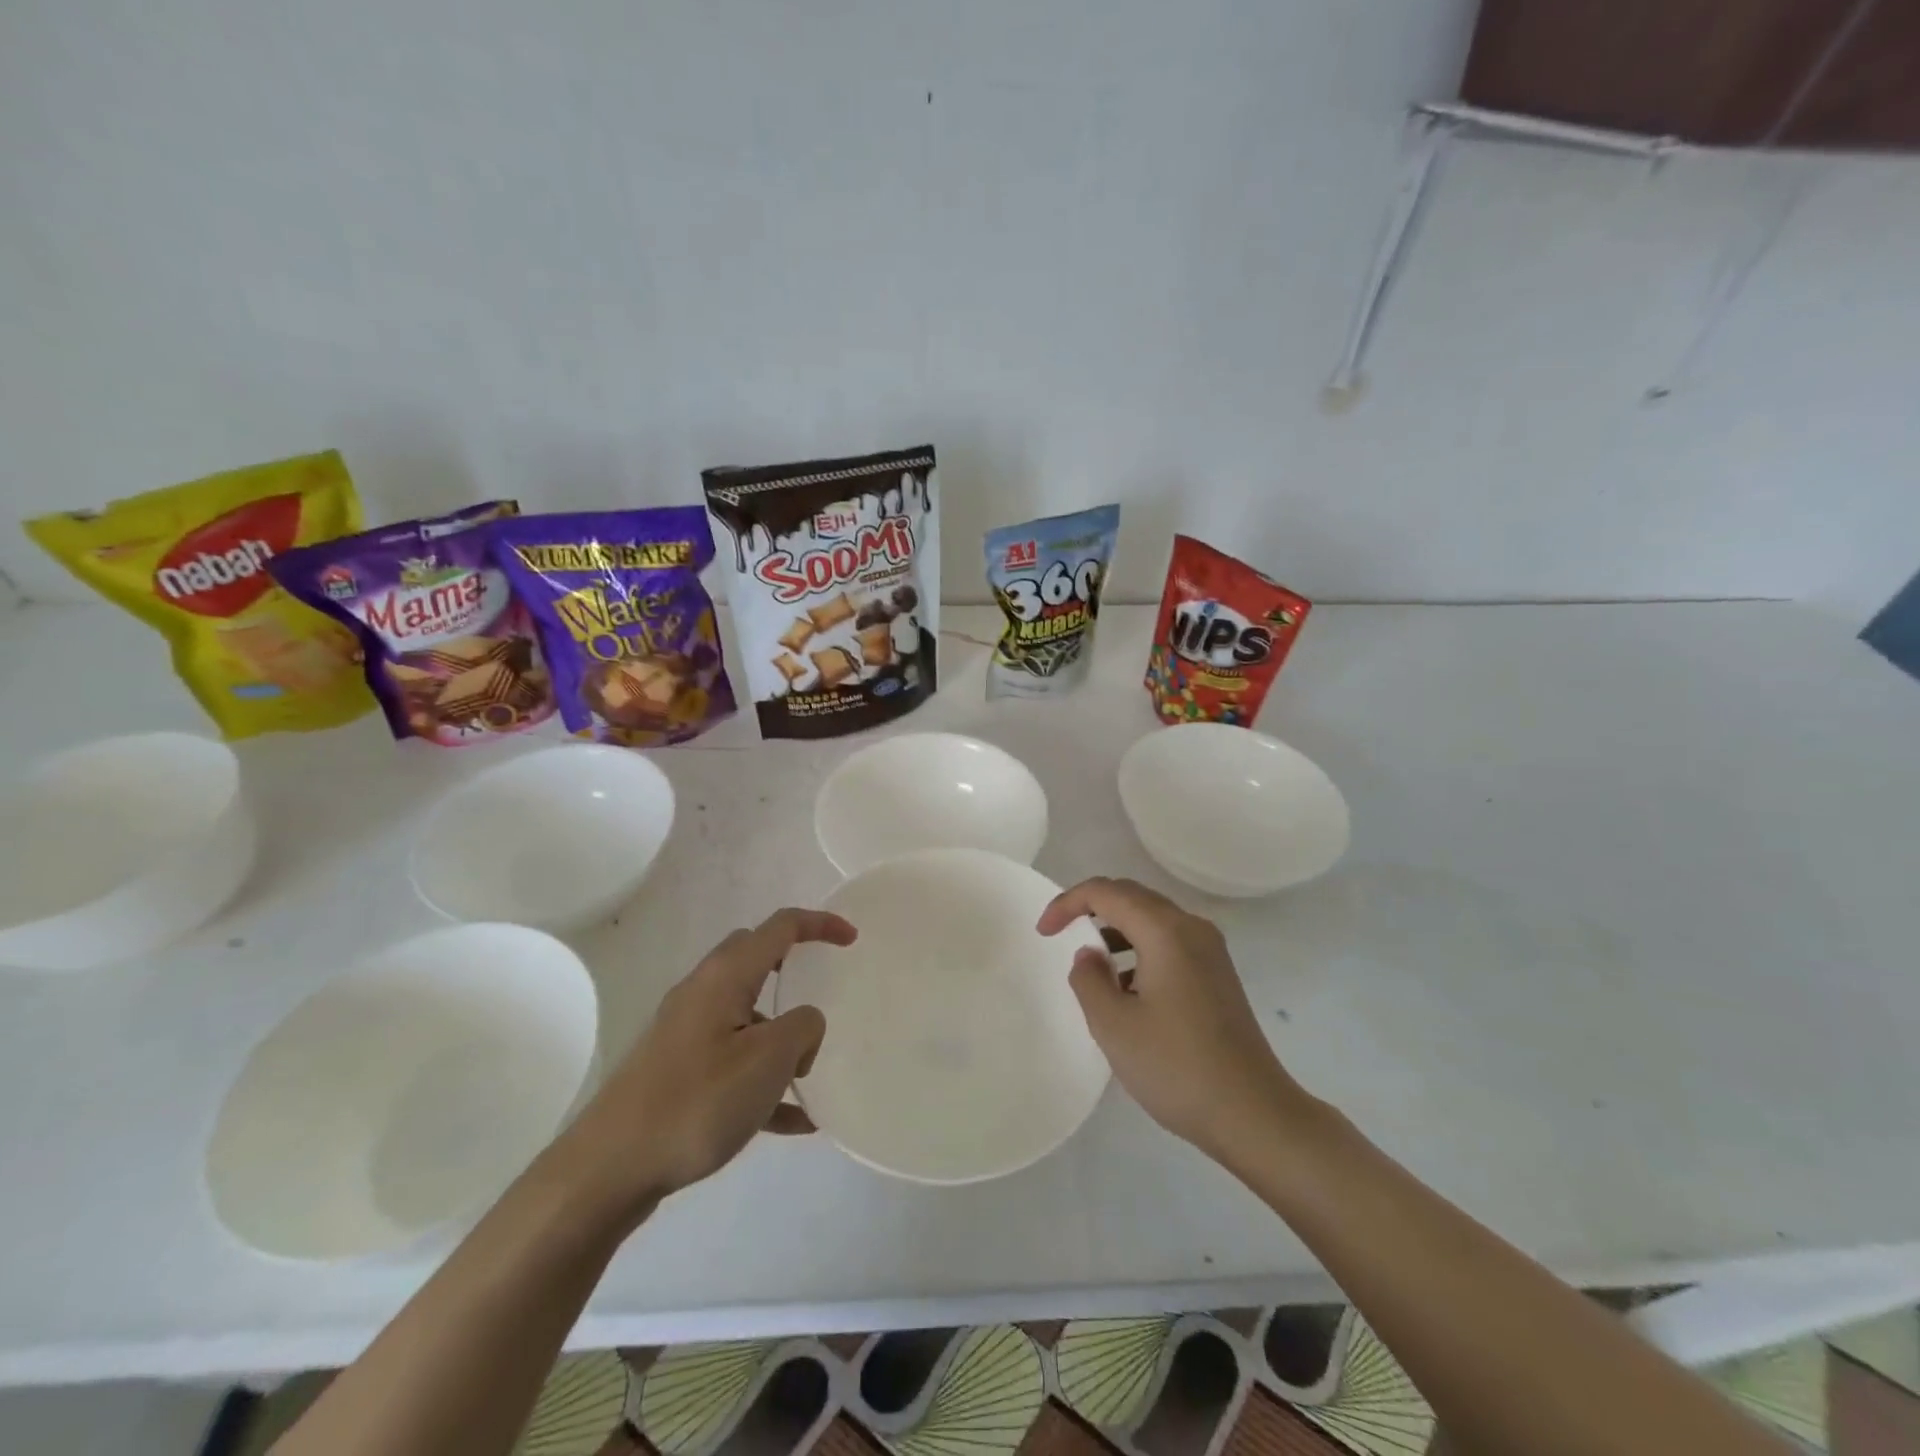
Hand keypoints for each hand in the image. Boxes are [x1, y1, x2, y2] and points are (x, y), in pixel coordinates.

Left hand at [559, 908, 855, 1218]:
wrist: (607, 1170)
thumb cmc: (696, 1102)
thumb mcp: (768, 1060)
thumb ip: (803, 1028)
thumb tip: (803, 1024)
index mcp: (725, 976)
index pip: (780, 927)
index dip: (820, 925)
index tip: (852, 940)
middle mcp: (703, 993)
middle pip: (756, 958)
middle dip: (794, 967)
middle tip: (823, 989)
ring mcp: (686, 1033)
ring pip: (746, 1014)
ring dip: (781, 1035)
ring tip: (810, 1077)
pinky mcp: (677, 1071)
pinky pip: (733, 1061)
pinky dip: (764, 1078)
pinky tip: (792, 1123)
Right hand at [1038, 877, 1309, 1164]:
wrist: (1254, 1114)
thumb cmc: (1177, 1067)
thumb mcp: (1114, 1026)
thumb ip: (1089, 980)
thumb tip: (1090, 955)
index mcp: (1165, 931)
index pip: (1107, 892)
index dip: (1068, 903)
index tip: (1044, 932)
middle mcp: (1191, 928)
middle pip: (1132, 896)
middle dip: (1091, 908)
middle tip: (1060, 933)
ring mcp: (1211, 951)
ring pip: (1152, 919)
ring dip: (1116, 930)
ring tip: (1092, 966)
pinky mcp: (1218, 975)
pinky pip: (1169, 942)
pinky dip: (1139, 949)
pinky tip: (1128, 989)